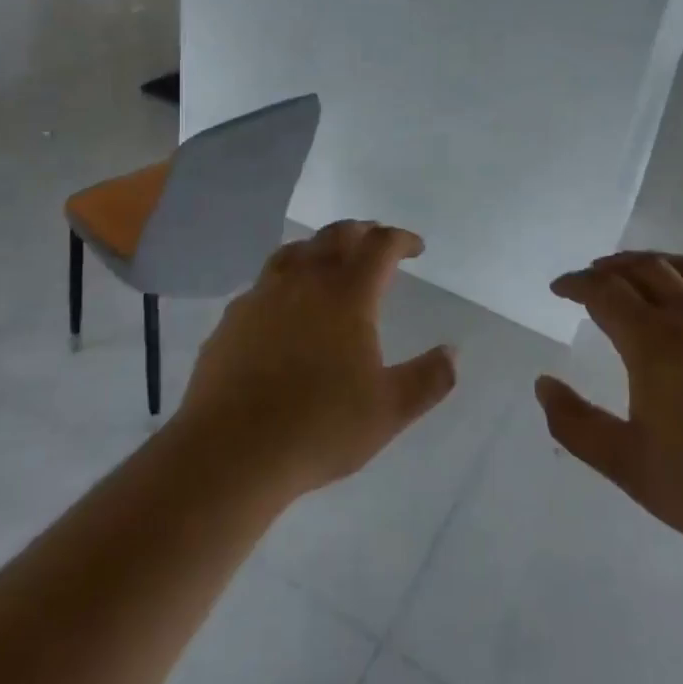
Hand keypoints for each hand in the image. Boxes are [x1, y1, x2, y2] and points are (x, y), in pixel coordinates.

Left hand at [176, 221, 456, 498]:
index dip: (401, 239)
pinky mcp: (232, 318)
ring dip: (320, 246)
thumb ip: (428, 379)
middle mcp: (305, 281)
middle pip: (336, 235)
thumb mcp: (389, 411)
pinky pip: (265, 282)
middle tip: (377, 241)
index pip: (380, 246)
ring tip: (330, 260)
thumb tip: (452, 352)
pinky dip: (286, 279)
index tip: (416, 247)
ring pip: (295, 251)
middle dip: (362, 232)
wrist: (230, 451)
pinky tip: (285, 305)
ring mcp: (263, 295)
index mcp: (347, 294)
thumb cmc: (319, 427)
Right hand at [535, 252, 682, 571]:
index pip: (605, 292)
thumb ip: (576, 424)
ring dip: (653, 263)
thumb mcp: (628, 465)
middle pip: (645, 269)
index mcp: (654, 342)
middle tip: (590, 277)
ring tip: (636, 272)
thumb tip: (543, 384)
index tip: (559, 288)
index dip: (576, 284)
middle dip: (610, 267)